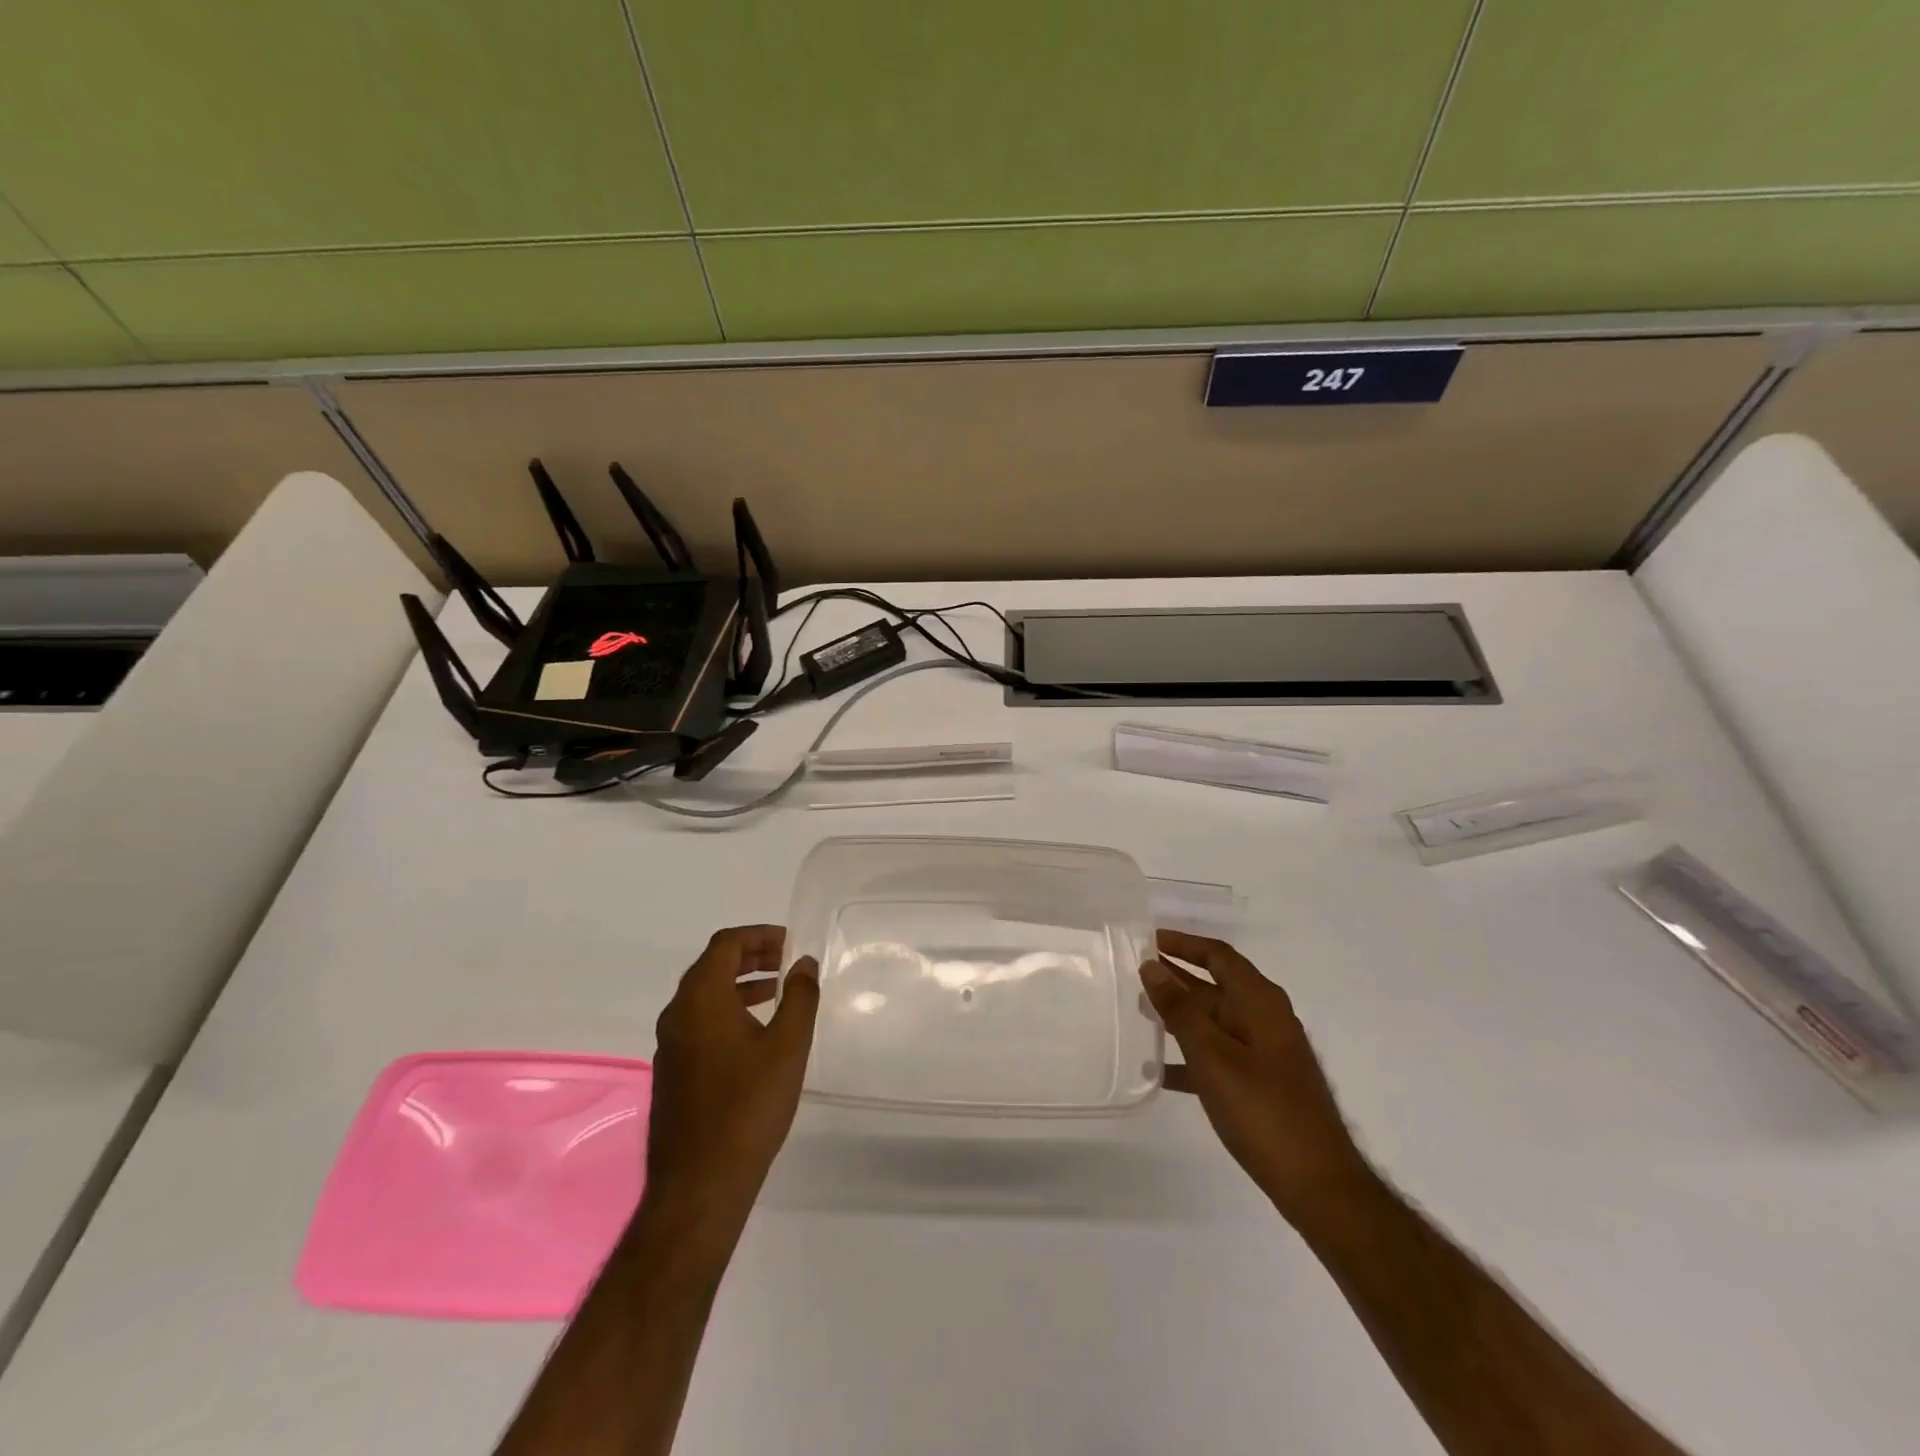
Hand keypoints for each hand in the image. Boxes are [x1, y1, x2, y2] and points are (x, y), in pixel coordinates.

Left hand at [645, 926, 818, 1228]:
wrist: (700, 1184)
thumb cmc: (748, 1106)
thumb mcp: (787, 1045)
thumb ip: (800, 996)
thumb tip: (804, 963)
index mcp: (701, 999)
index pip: (725, 945)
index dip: (758, 936)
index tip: (790, 942)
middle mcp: (677, 1014)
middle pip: (711, 966)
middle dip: (749, 957)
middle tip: (785, 962)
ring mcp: (669, 1045)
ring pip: (703, 996)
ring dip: (739, 984)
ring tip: (776, 993)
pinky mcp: (671, 1072)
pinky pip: (698, 1022)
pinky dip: (727, 1011)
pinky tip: (754, 1035)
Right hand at [1143, 929, 1370, 1223]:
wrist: (1318, 1185)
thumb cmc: (1263, 1111)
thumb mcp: (1212, 1056)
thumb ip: (1180, 1010)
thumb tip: (1152, 966)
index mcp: (1260, 1002)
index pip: (1218, 955)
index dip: (1183, 943)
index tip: (1146, 939)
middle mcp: (1265, 1018)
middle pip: (1215, 985)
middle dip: (1176, 978)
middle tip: (1132, 975)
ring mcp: (1266, 1052)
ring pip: (1214, 1021)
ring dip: (1179, 1015)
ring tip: (1138, 1014)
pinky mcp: (1262, 1083)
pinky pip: (1219, 1054)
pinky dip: (1191, 1055)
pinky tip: (1160, 1070)